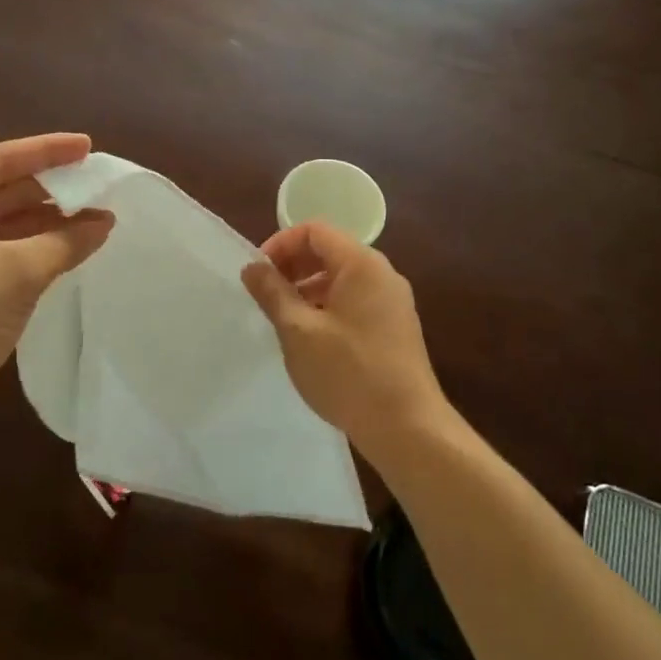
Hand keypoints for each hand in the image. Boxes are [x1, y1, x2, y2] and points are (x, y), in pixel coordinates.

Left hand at [0, 134, 113, 447]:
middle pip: (1, 188)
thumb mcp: (16, 273)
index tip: (88, 145)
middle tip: (97, 180)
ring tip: (96, 214)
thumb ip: (65, 241)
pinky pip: (0, 245)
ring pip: (3, 219)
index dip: (47, 151)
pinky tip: (70, 242)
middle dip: (50, 187)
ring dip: (46, 218)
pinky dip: (33, 243)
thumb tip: (106, 220)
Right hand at [241, 221, 451, 461]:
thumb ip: (273, 293)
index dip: (281, 244)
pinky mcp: (394, 327)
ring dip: (308, 288)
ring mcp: (392, 301)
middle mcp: (382, 274)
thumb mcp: (299, 331)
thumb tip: (252, 267)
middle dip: (293, 266)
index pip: (314, 231)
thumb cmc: (348, 373)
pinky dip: (328, 306)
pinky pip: (355, 300)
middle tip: (266, 296)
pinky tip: (311, 339)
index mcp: (361, 264)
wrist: (408, 428)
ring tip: (284, 319)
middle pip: (330, 251)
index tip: (258, 274)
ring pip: (341, 278)